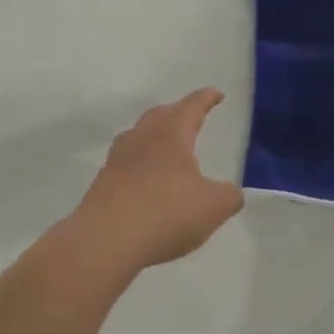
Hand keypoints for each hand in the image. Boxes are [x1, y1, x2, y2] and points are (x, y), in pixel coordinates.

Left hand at [69, 90, 243, 272]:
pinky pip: (126, 160)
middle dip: (177, 112)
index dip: (206, 99)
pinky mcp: (103, 181)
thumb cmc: (166, 214)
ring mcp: (118, 158)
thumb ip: (229, 196)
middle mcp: (142, 138)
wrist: (106, 239)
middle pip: (160, 115)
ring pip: (139, 134)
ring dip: (154, 133)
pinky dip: (140, 160)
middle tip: (190, 115)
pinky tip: (144, 175)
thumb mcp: (213, 207)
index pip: (191, 107)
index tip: (216, 94)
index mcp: (171, 135)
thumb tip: (230, 192)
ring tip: (165, 143)